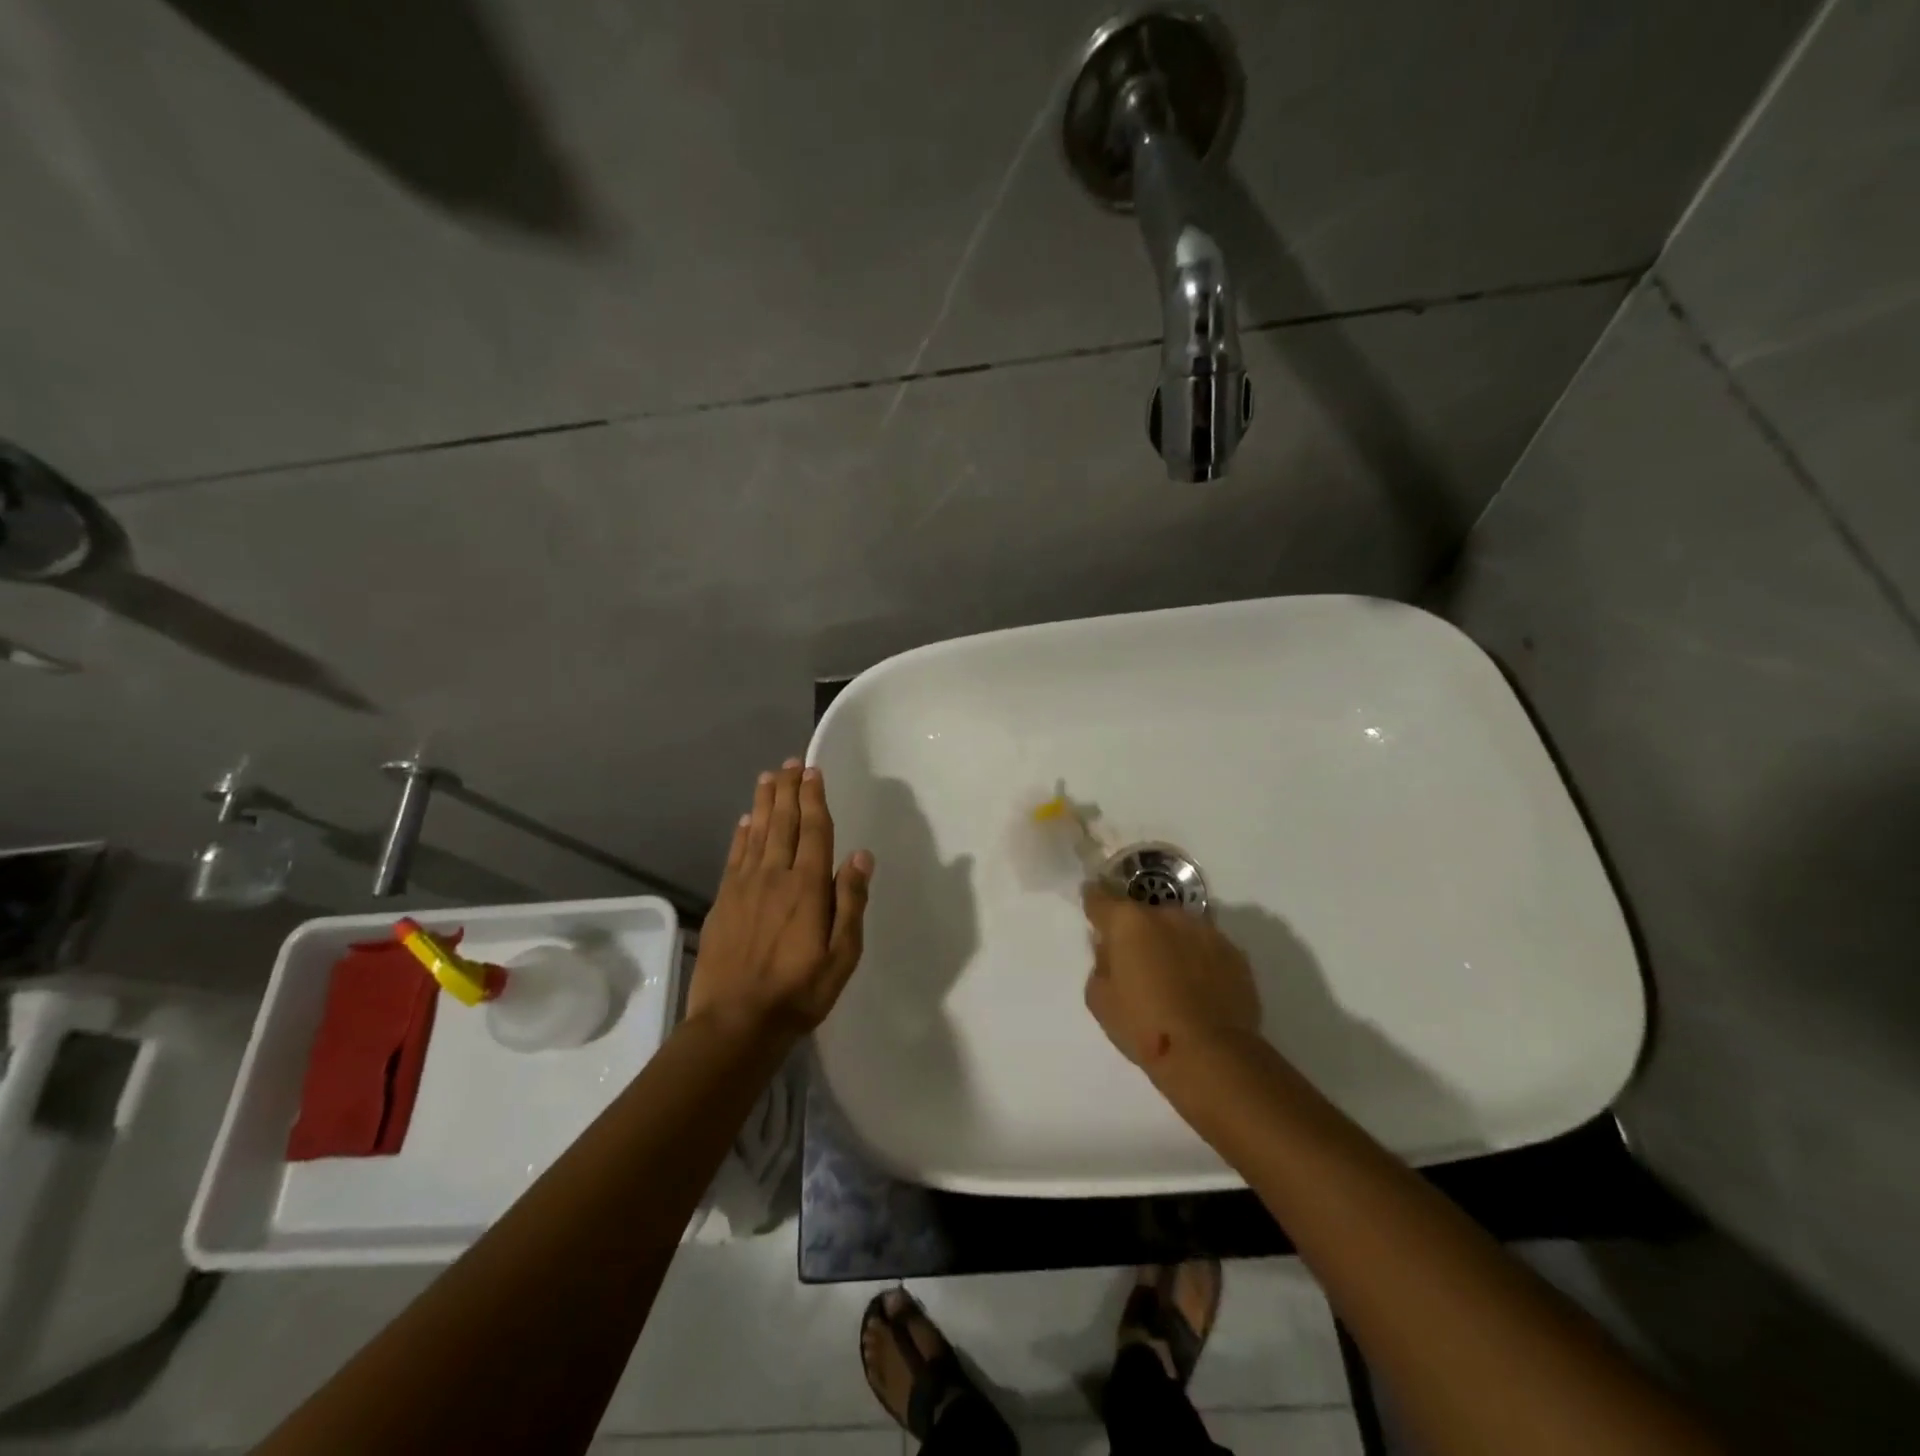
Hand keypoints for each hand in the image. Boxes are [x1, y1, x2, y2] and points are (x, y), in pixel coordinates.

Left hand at [688, 760, 873, 1042]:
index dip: (814, 799)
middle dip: (788, 790)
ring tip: (768, 777)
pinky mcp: (723, 901)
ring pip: (756, 833)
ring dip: (764, 803)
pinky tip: (744, 821)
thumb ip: (851, 903)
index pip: (813, 831)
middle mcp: (774, 876)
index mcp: (807, 887)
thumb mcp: (842, 955)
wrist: (735, 1022)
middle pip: (782, 823)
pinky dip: (741, 834)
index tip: (813, 771)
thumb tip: (861, 856)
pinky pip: (734, 856)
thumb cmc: (799, 992)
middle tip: (790, 762)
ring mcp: (744, 887)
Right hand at [1082, 885, 1260, 1073]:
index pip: (1100, 896)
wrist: (1212, 1056)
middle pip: (1143, 914)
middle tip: (1136, 963)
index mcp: (1129, 922)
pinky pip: (1205, 948)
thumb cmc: (1145, 1028)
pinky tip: (1197, 990)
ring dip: (1169, 943)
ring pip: (1177, 929)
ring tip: (1171, 979)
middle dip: (1137, 931)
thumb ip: (1101, 964)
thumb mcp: (1099, 999)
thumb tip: (1113, 952)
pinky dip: (1197, 960)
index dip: (1093, 902)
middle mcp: (1167, 915)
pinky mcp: (1234, 952)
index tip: (1093, 912)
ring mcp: (1205, 931)